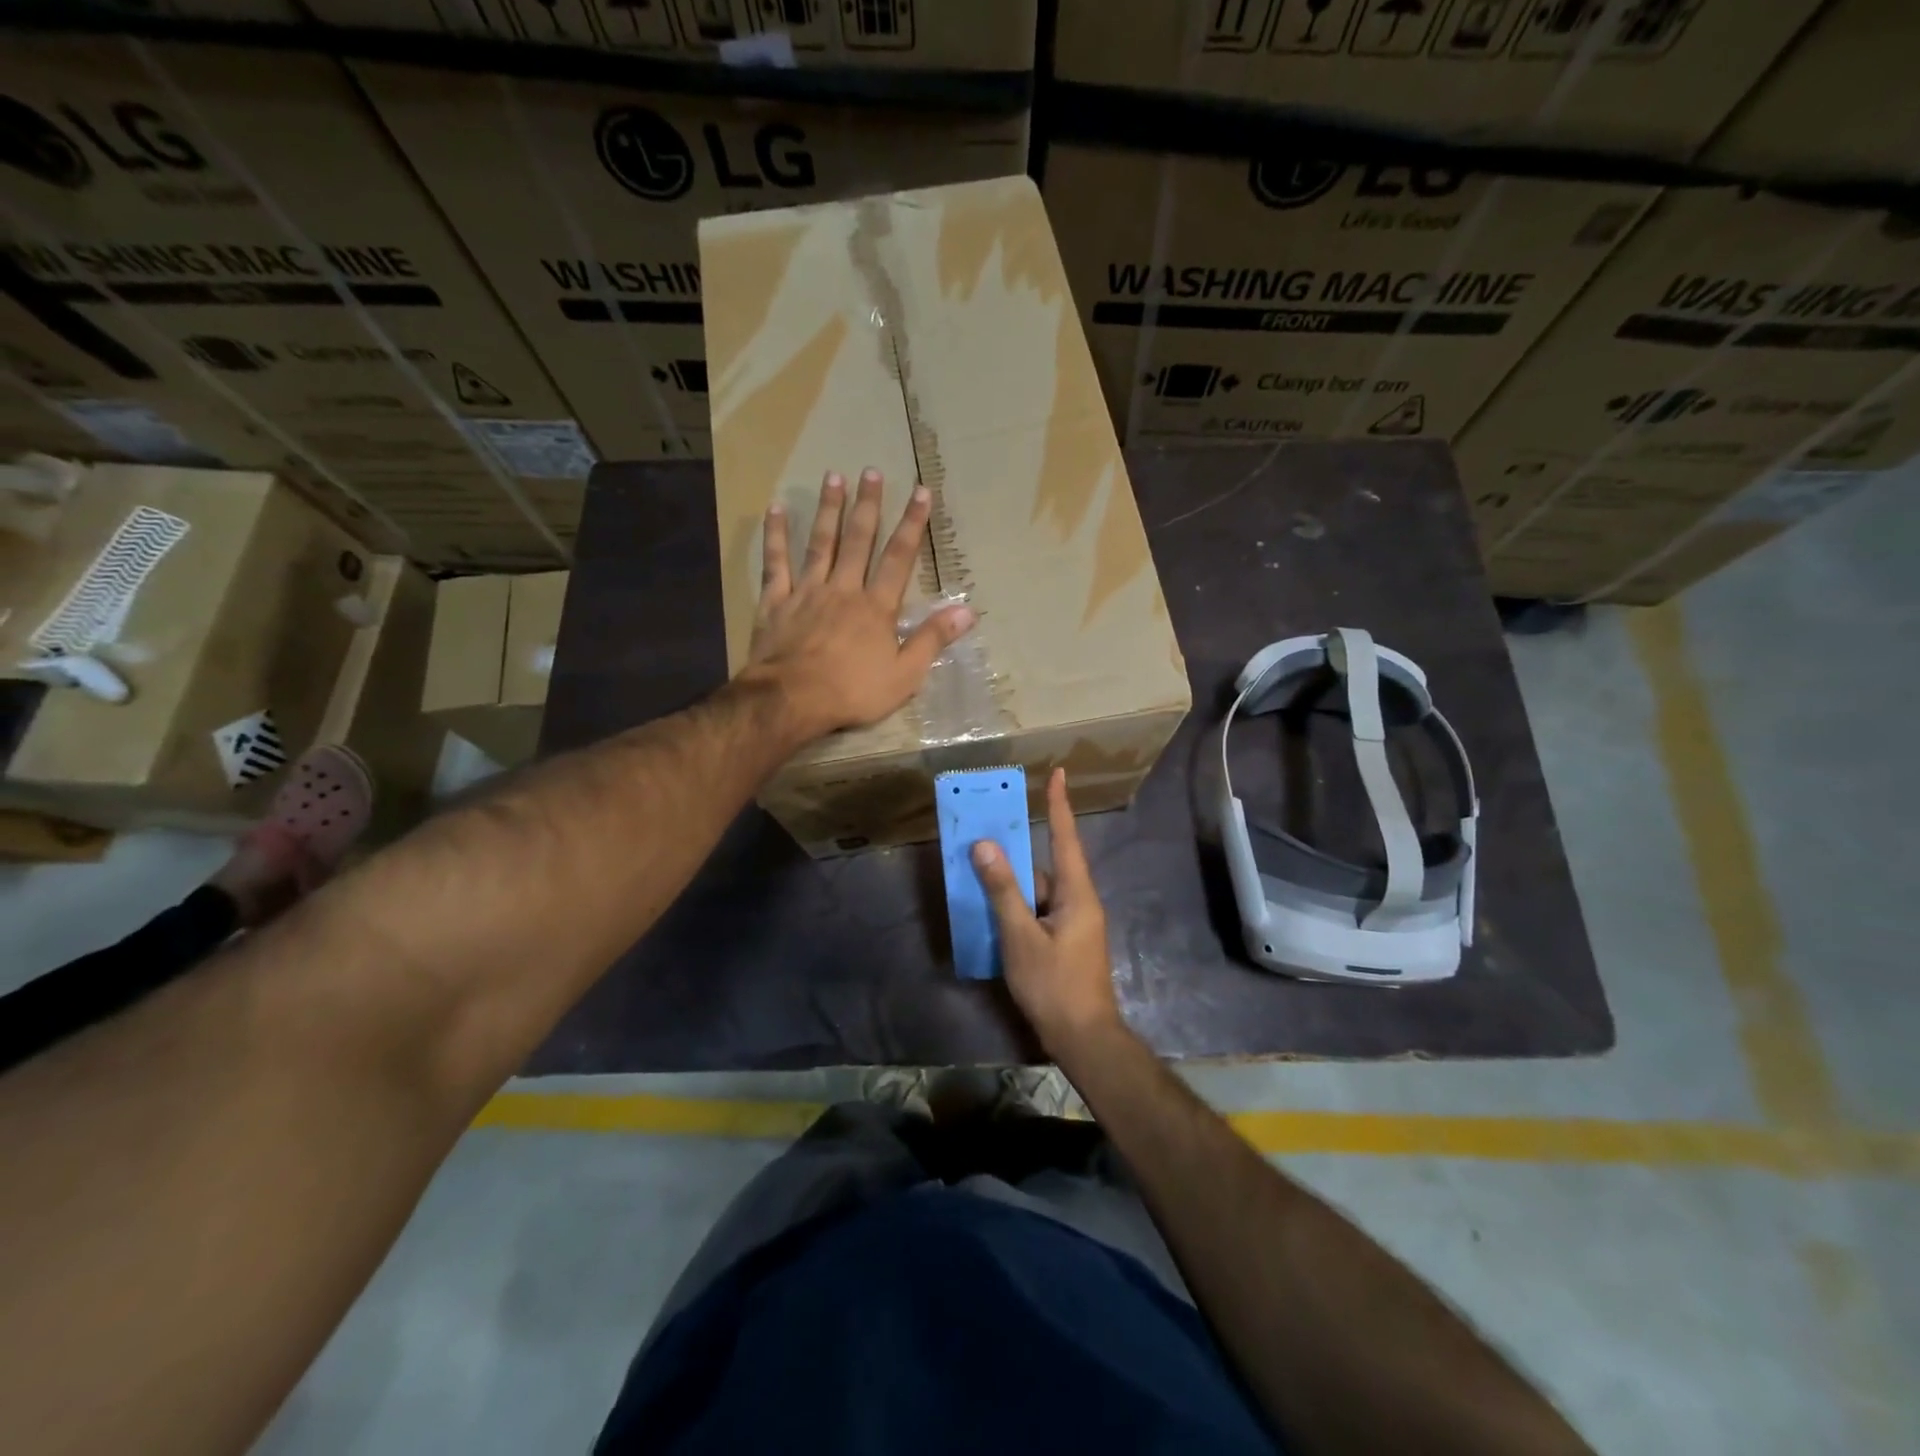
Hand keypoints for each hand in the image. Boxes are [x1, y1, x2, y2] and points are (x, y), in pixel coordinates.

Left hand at [747, 468, 975, 739]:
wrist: (791, 700)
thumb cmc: (852, 692)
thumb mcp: (904, 675)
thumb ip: (933, 640)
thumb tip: (968, 611)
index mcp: (876, 607)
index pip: (899, 558)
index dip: (912, 524)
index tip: (921, 492)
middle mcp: (843, 589)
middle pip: (858, 540)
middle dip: (868, 505)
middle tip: (871, 471)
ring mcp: (807, 592)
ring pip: (820, 543)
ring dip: (828, 509)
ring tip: (833, 477)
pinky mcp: (776, 602)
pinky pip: (776, 562)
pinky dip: (776, 536)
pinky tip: (775, 510)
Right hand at [972, 768, 1122, 1055]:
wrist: (1083, 1038)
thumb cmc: (1054, 985)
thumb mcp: (1021, 937)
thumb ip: (1003, 891)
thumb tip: (985, 846)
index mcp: (1077, 894)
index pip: (1067, 838)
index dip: (1060, 804)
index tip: (1058, 773)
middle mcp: (1079, 902)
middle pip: (1047, 865)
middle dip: (1018, 850)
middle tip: (988, 831)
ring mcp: (1074, 923)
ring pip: (1040, 891)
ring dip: (1013, 883)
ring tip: (979, 871)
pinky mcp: (1066, 941)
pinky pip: (1039, 911)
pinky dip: (1017, 906)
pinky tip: (992, 911)